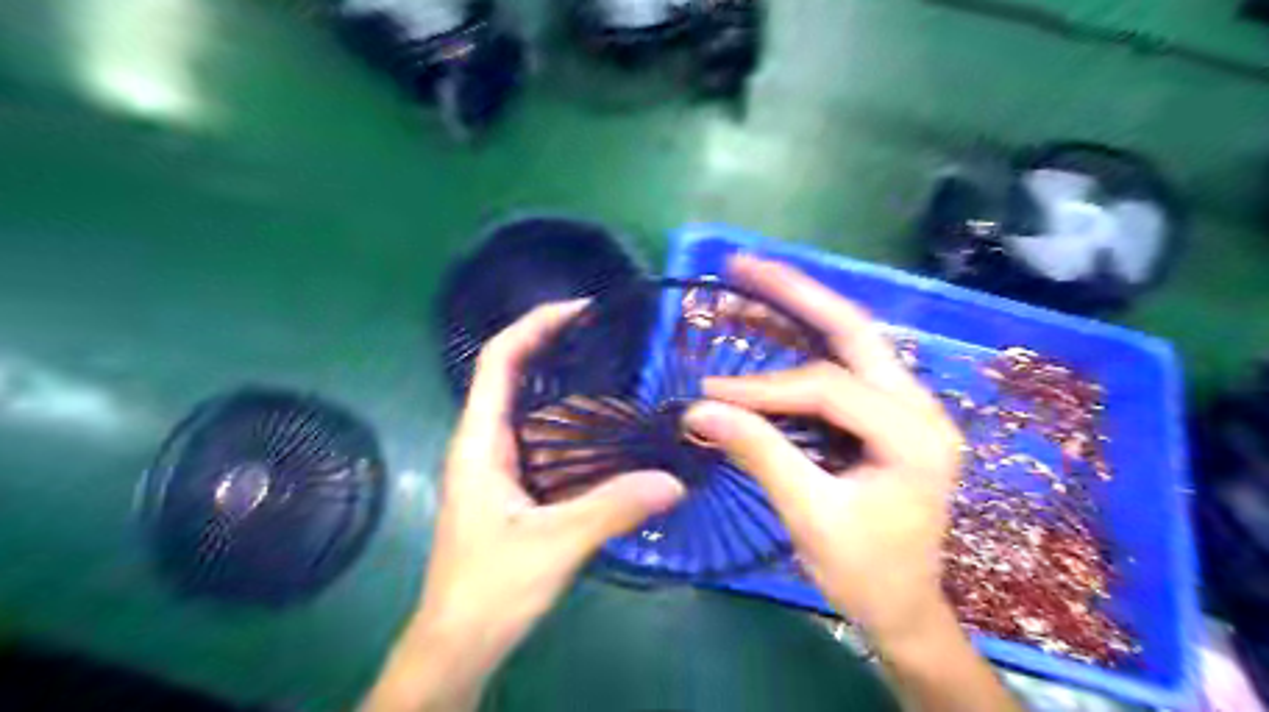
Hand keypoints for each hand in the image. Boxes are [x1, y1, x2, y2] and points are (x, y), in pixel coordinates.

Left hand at [361, 302, 682, 710]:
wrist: (458, 644)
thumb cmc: (489, 589)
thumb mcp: (555, 545)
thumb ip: (613, 508)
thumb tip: (673, 480)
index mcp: (479, 443)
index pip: (497, 361)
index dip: (533, 326)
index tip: (578, 310)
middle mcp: (484, 444)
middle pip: (514, 376)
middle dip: (553, 347)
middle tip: (608, 338)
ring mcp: (497, 466)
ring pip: (530, 409)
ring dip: (565, 386)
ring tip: (615, 376)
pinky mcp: (512, 488)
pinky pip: (542, 440)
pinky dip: (571, 425)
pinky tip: (606, 434)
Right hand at [684, 252, 961, 645]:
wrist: (905, 608)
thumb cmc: (866, 572)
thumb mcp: (811, 517)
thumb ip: (760, 455)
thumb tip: (700, 411)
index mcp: (914, 436)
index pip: (827, 388)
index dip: (764, 388)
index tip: (710, 392)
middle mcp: (920, 407)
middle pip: (853, 330)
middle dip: (796, 293)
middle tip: (743, 264)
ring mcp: (907, 406)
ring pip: (850, 339)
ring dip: (800, 307)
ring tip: (751, 280)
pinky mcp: (886, 414)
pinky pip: (843, 364)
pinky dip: (805, 342)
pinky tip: (773, 325)